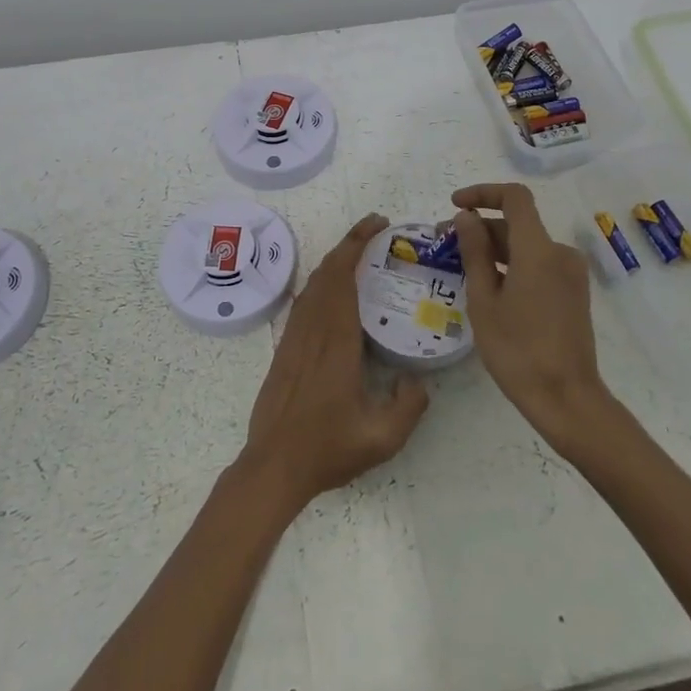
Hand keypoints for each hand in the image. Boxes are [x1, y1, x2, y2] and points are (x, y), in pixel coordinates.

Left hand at [239, 213, 428, 508]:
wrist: (273, 466)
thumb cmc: (326, 448)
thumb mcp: (382, 438)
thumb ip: (409, 406)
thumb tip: (418, 381)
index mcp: (336, 341)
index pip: (343, 277)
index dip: (357, 244)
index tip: (378, 225)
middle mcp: (312, 330)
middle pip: (326, 271)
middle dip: (350, 243)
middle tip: (376, 230)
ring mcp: (294, 338)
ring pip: (312, 284)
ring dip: (334, 261)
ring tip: (360, 255)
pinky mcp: (284, 349)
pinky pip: (303, 302)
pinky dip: (321, 283)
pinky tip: (335, 293)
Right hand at [452, 183, 614, 452]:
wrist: (566, 397)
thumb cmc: (517, 350)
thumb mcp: (484, 300)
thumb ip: (474, 252)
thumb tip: (466, 217)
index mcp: (539, 249)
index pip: (514, 198)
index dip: (483, 193)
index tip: (454, 205)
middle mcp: (560, 253)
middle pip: (518, 224)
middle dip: (481, 226)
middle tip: (446, 243)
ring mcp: (571, 273)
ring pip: (527, 246)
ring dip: (495, 248)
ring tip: (461, 267)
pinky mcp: (573, 292)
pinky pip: (539, 264)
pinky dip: (513, 265)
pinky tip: (489, 286)